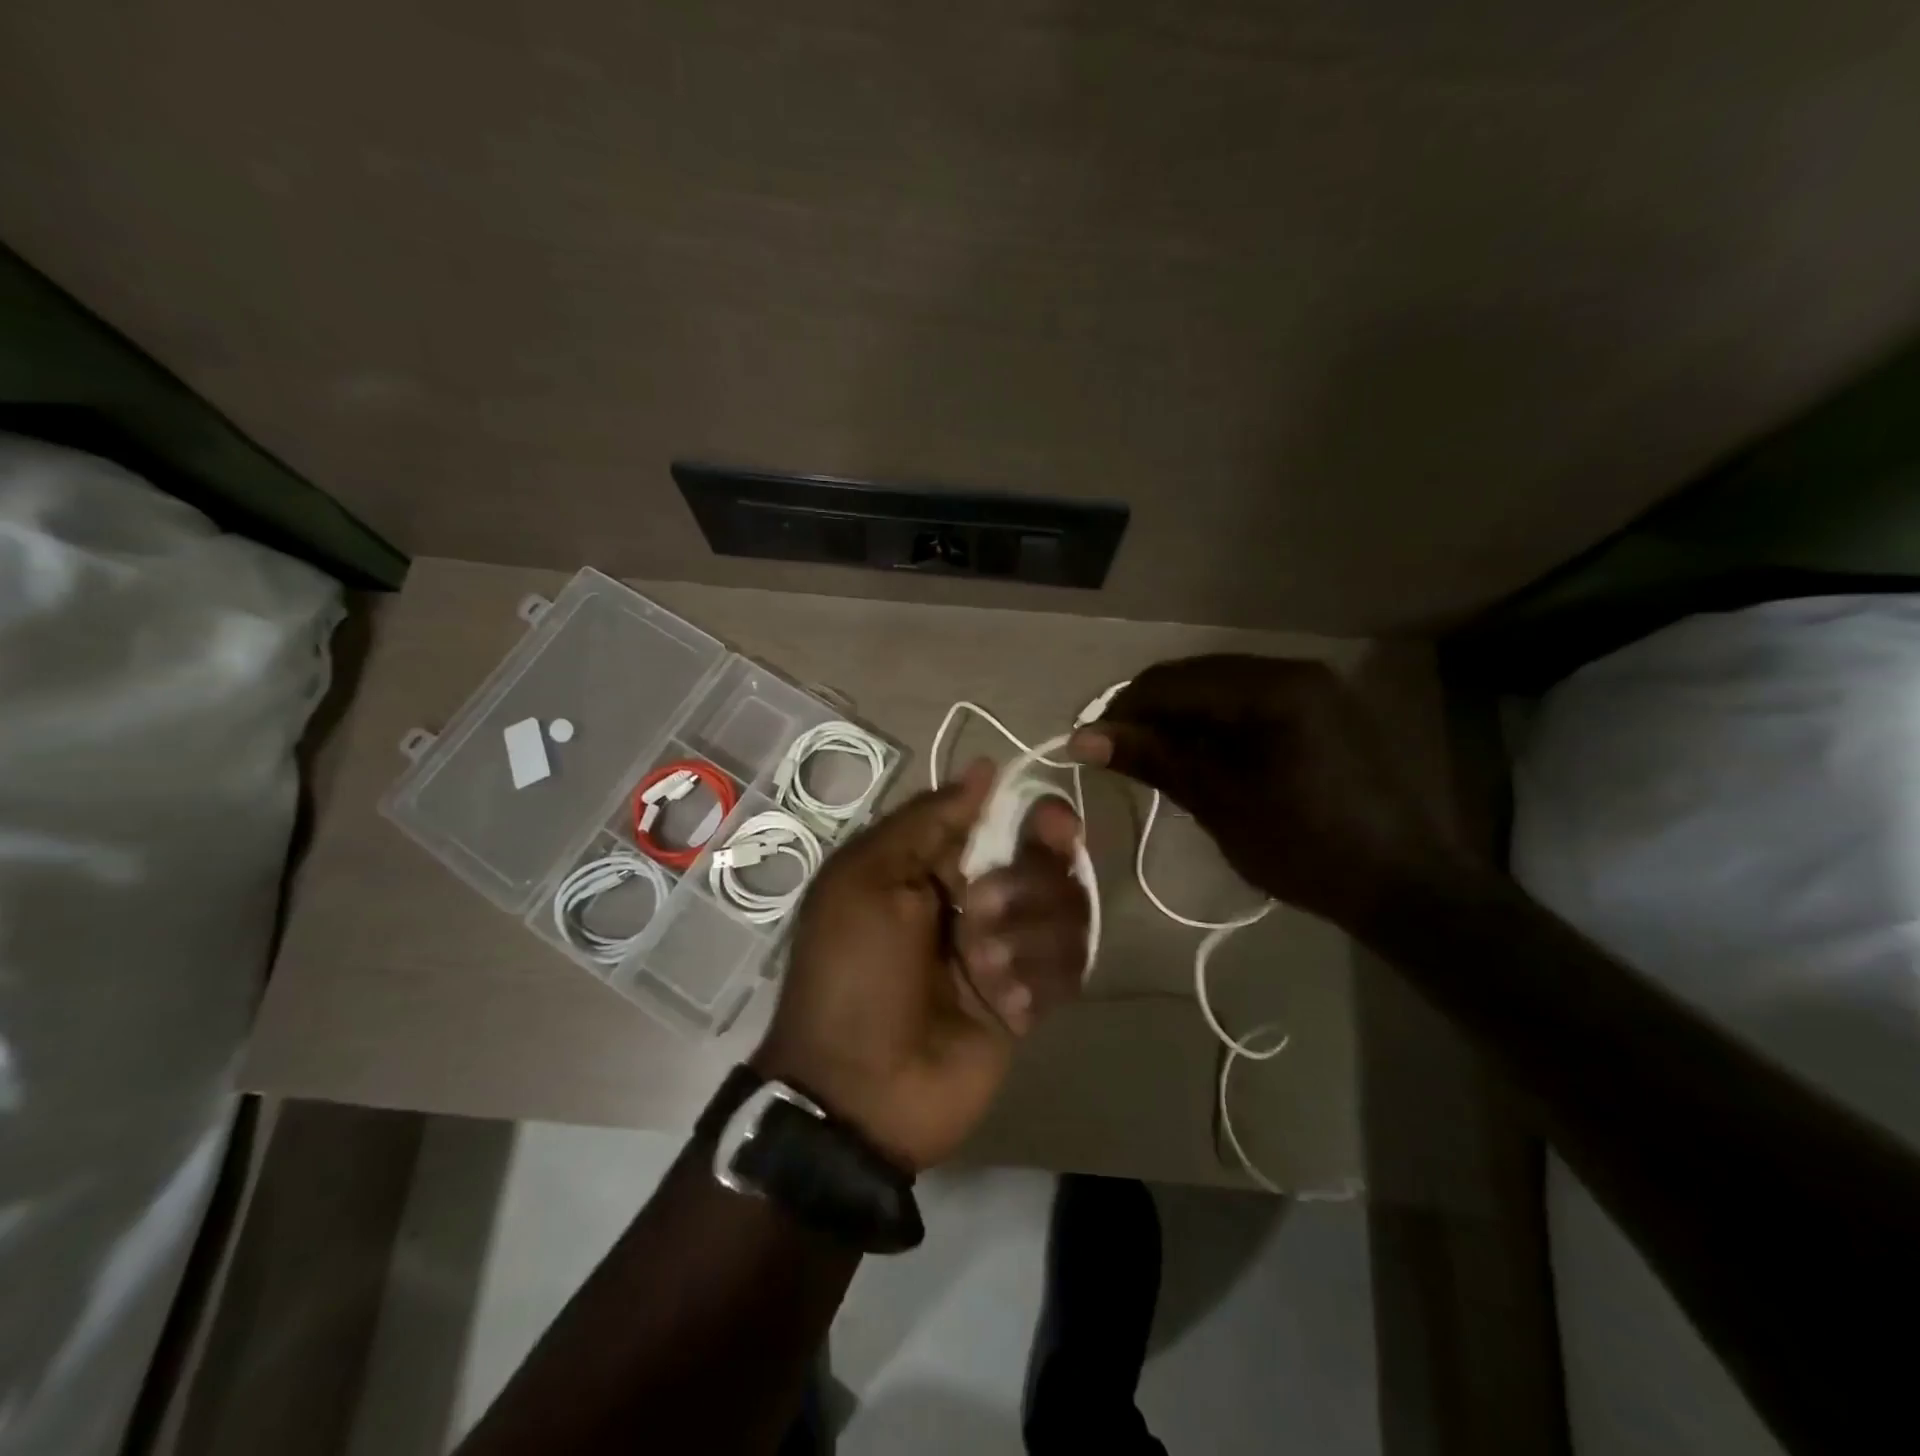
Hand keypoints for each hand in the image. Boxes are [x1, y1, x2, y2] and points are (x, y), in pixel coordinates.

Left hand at [752, 759, 1088, 1171]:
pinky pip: (1069, 969)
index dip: (1034, 818)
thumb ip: (928, 819)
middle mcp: (977, 900)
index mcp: (935, 866)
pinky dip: (1038, 979)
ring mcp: (1008, 951)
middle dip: (1027, 883)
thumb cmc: (854, 972)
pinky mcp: (1030, 1000)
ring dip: (1027, 936)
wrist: (860, 1091)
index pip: (1006, 822)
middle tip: (982, 911)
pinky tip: (1006, 1004)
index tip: (1052, 823)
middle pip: (1048, 863)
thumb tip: (985, 768)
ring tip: (982, 968)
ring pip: (1066, 913)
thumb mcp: (867, 879)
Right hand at [1069, 655, 1459, 932]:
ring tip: (1153, 762)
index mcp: (1272, 687)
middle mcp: (1292, 671)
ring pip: (1218, 688)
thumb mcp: (1220, 803)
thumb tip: (1082, 738)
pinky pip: (1247, 703)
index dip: (1121, 710)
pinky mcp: (1319, 711)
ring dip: (1179, 719)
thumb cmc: (1307, 847)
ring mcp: (1311, 689)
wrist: (1404, 885)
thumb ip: (1153, 759)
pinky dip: (1212, 726)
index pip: (1172, 681)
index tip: (1088, 746)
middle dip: (1148, 713)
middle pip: (1194, 677)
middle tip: (1117, 756)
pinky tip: (1199, 759)